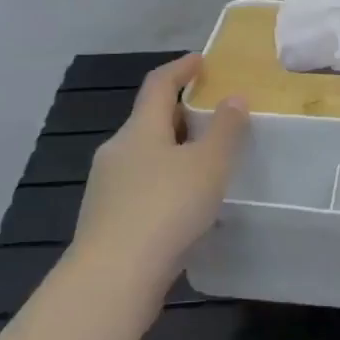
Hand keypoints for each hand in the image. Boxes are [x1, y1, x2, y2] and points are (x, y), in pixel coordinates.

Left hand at [72, 55, 248, 301]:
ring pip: (144, 157)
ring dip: (172, 153)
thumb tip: (234, 97)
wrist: (113, 278)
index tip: (201, 61)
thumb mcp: (209, 165)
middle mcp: (117, 151)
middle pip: (150, 121)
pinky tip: (182, 207)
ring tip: (204, 166)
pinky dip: (163, 184)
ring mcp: (106, 187)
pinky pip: (140, 188)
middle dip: (181, 115)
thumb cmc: (166, 208)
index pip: (159, 85)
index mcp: (140, 129)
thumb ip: (226, 129)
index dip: (181, 69)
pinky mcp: (105, 221)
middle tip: (213, 120)